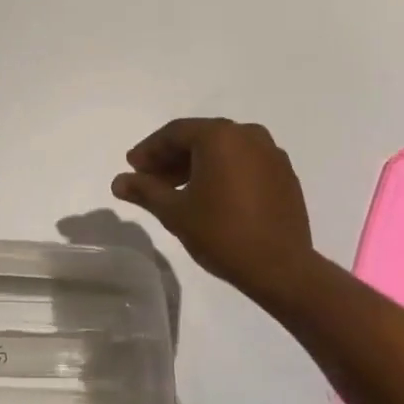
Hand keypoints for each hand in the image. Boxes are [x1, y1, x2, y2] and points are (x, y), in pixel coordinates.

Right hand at [111, 118, 314, 301]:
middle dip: (172, 158)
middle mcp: (248, 134)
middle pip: (200, 138)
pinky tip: (211, 196)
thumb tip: (118, 182)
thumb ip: (145, 191)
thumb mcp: (175, 212)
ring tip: (177, 191)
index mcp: (220, 135)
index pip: (175, 133)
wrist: (282, 269)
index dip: (149, 150)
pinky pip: (245, 163)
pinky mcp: (285, 175)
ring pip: (224, 150)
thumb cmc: (222, 234)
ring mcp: (271, 153)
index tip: (132, 168)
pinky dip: (223, 172)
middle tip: (150, 179)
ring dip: (197, 165)